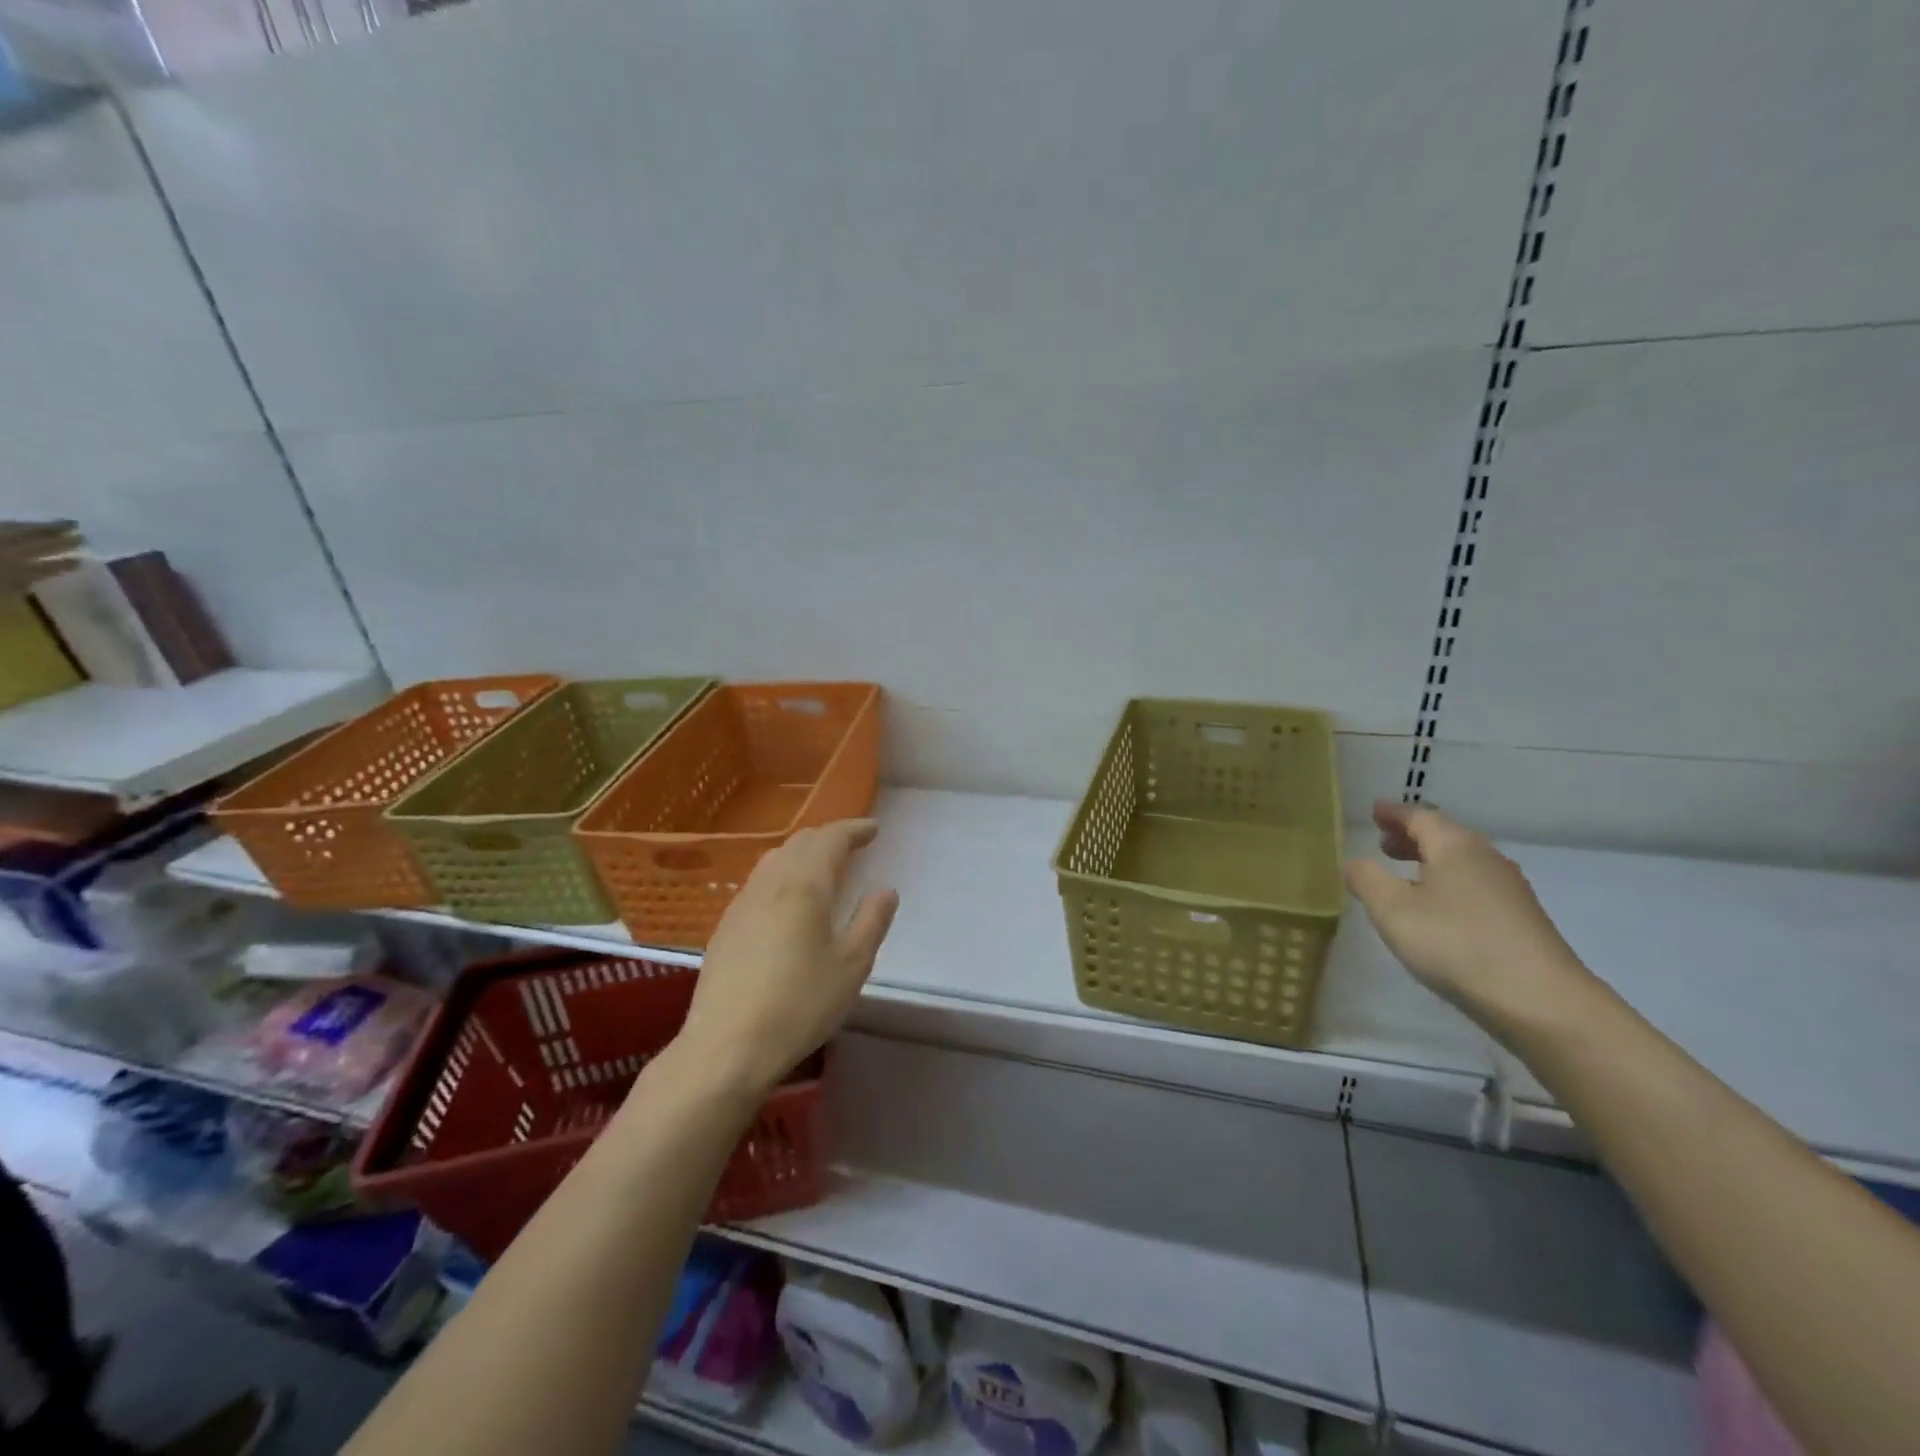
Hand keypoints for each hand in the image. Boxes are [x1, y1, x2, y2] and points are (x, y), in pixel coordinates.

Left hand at [675, 819, 898, 1097]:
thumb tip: (885, 890)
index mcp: (804, 885)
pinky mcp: (725, 927)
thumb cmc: (800, 1004)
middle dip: (828, 837)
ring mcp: (741, 904)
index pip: (830, 839)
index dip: (853, 829)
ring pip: (774, 860)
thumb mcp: (851, 965)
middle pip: (799, 843)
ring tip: (822, 867)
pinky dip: (782, 875)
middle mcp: (769, 883)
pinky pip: (759, 883)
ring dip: (802, 853)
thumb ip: (871, 921)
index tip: (874, 829)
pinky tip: (787, 901)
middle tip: (852, 844)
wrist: (726, 1046)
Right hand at [1343, 801, 1598, 1039]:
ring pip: (1462, 863)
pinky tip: (1438, 909)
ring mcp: (1510, 891)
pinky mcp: (1521, 920)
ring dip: (1430, 862)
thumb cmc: (1455, 943)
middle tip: (1383, 842)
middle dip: (1412, 837)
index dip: (1394, 813)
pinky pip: (1475, 887)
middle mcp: (1486, 859)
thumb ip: (1367, 879)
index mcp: (1455, 846)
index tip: (1374, 810)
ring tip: (1406, 875)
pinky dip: (1449, 884)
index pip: (1420, 817)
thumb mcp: (1392, 909)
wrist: (1540, 1001)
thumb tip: (1353, 862)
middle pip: (1445, 837)